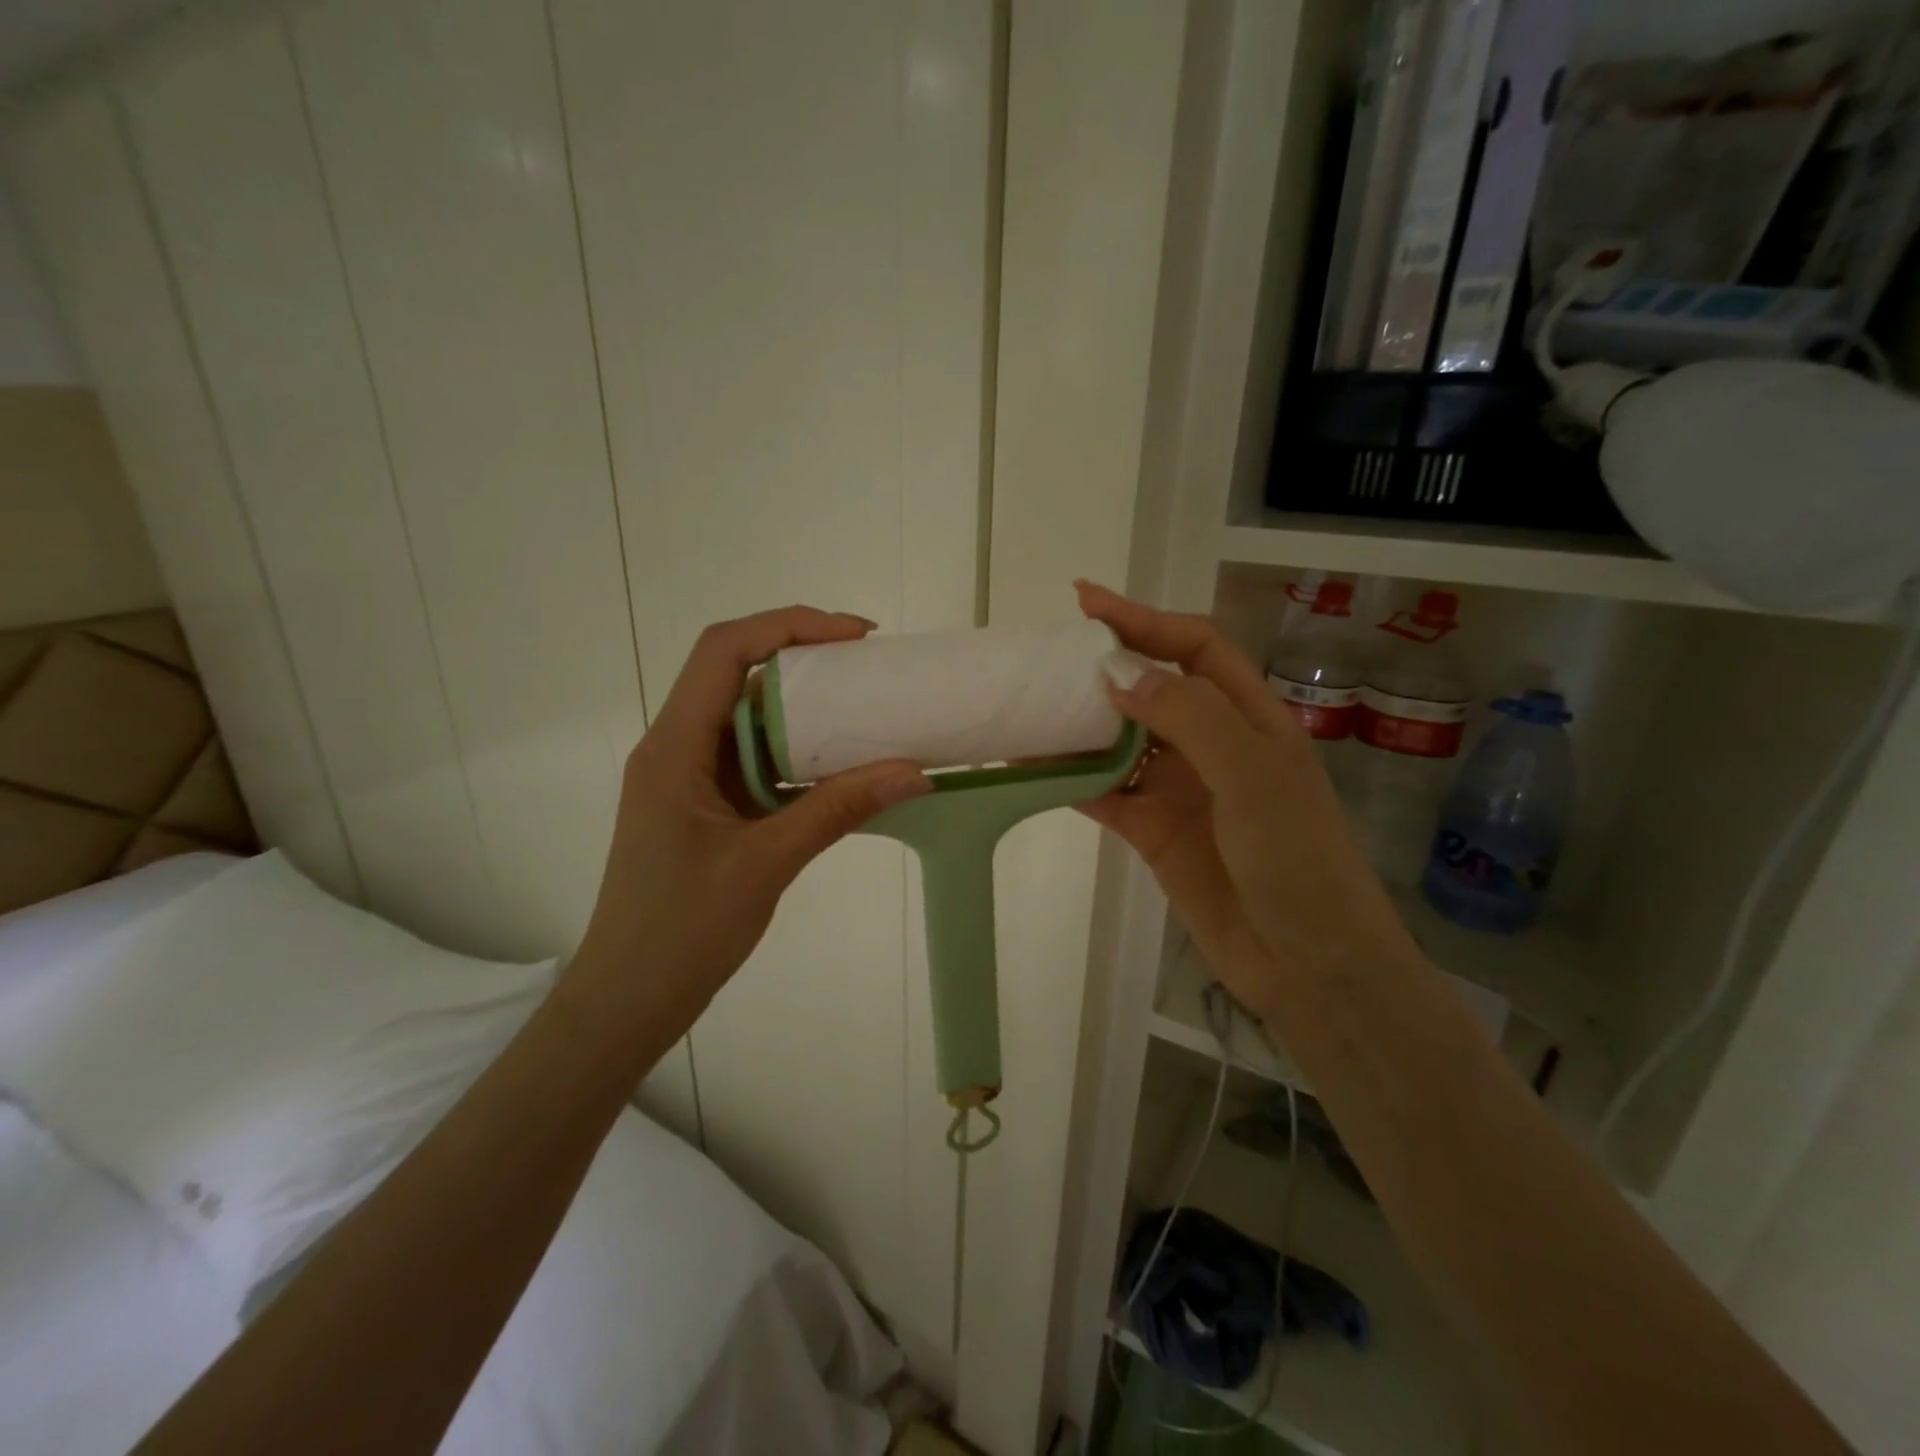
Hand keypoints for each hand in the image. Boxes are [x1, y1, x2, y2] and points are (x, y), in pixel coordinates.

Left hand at [560, 607, 930, 1046]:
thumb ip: (837, 811)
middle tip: (868, 669)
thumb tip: (913, 772)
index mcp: (673, 748)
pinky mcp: (703, 806)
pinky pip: (752, 760)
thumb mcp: (766, 864)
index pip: (724, 651)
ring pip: (746, 717)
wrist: (628, 999)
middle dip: (802, 659)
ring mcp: (688, 778)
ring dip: (802, 708)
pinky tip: (838, 767)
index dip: (789, 626)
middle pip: (735, 674)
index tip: (854, 637)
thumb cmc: (681, 931)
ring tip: (864, 710)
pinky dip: (796, 753)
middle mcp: (675, 748)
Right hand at [1076, 583, 1419, 1020]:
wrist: (1308, 964)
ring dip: (1079, 727)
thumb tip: (1118, 673)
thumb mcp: (1252, 774)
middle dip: (1103, 669)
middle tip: (1046, 660)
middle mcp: (1212, 745)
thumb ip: (1188, 716)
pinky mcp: (1153, 831)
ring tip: (1029, 710)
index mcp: (1250, 717)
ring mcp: (1180, 789)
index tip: (1087, 603)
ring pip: (1120, 741)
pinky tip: (1034, 768)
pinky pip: (1104, 793)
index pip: (1193, 647)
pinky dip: (1071, 779)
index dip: (1144, 619)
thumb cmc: (1296, 858)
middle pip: (1150, 689)